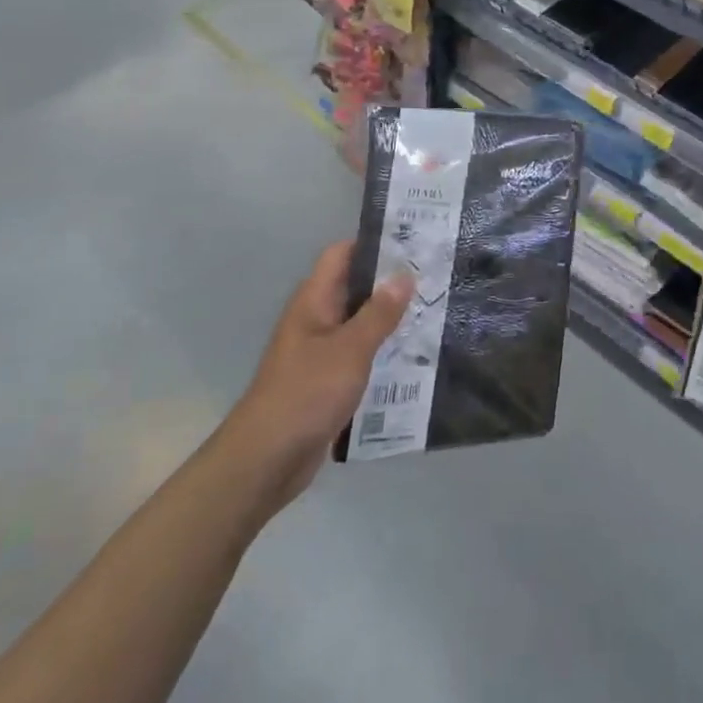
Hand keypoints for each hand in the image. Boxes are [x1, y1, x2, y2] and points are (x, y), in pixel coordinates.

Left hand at [227, 240, 412, 510]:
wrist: (266, 460)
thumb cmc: (306, 394)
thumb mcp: (349, 349)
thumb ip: (379, 313)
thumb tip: (405, 275)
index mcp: (314, 301)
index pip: (342, 255)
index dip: (374, 244)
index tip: (413, 242)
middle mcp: (316, 320)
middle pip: (356, 289)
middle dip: (392, 283)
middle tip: (436, 277)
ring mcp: (322, 352)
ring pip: (362, 324)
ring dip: (392, 320)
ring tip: (436, 312)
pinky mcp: (329, 382)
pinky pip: (362, 356)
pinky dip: (385, 353)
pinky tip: (417, 357)